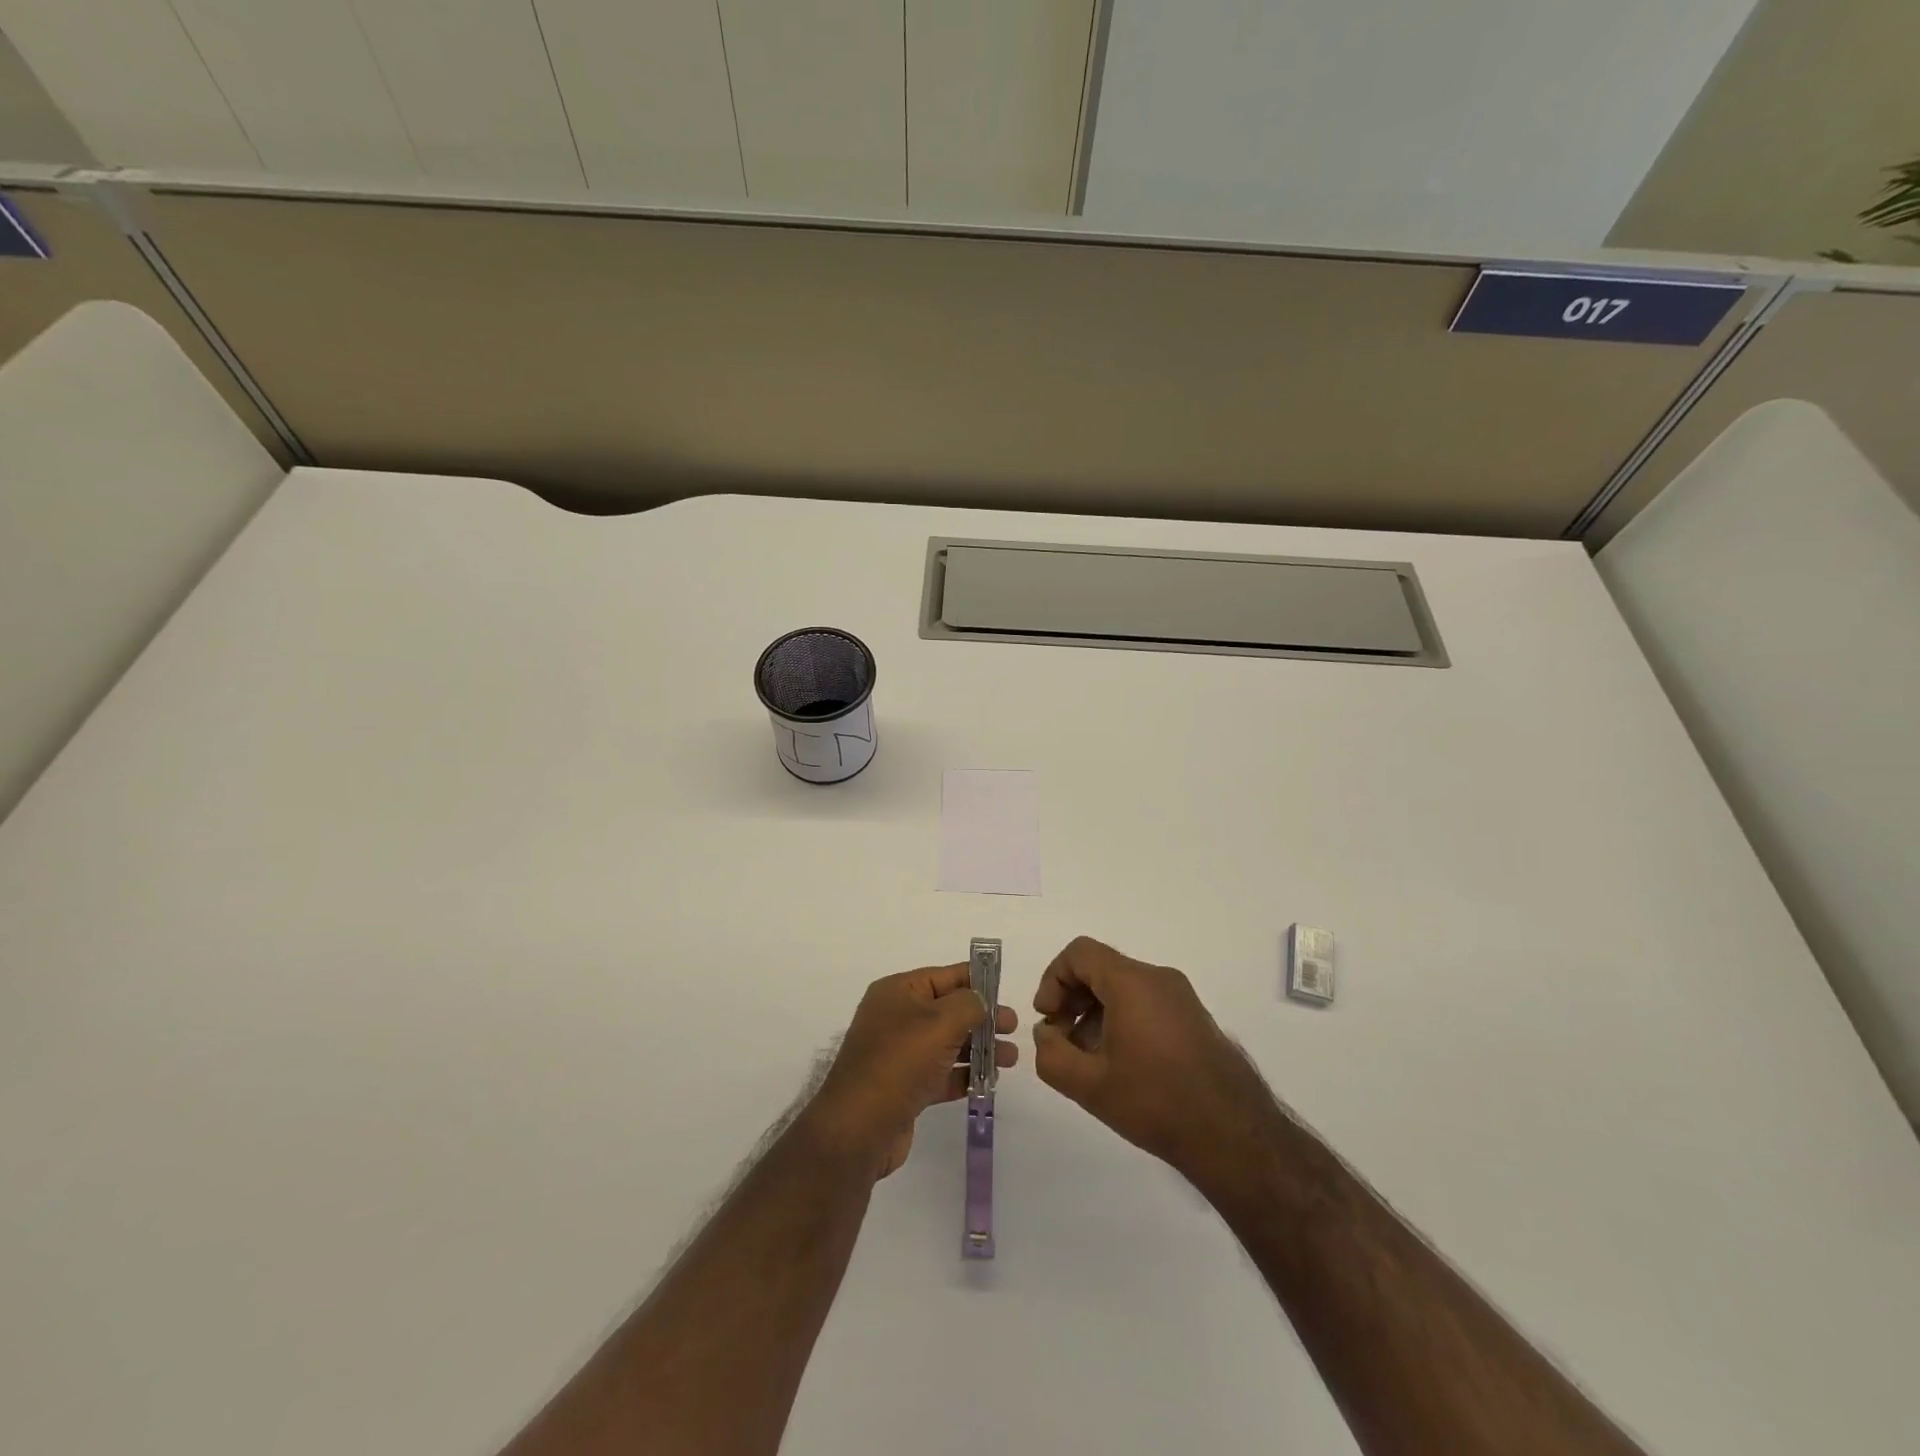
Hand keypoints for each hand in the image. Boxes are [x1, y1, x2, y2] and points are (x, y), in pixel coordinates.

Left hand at [809, 964, 1017, 1179]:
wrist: (859, 1127)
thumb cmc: (900, 1061)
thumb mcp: (940, 1021)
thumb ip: (969, 1004)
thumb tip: (982, 1001)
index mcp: (898, 992)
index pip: (945, 976)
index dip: (977, 980)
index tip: (1007, 991)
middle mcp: (896, 1017)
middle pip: (949, 1009)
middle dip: (983, 1017)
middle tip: (1014, 1028)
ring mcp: (899, 1053)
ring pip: (948, 1043)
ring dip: (979, 1047)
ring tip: (1010, 1058)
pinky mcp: (905, 1086)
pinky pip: (941, 1072)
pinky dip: (964, 1073)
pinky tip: (990, 1080)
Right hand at [1032, 937, 1277, 1180]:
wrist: (1234, 1135)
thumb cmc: (1156, 1102)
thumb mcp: (1089, 1086)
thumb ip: (1052, 1055)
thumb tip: (1046, 1034)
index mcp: (1133, 982)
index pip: (1080, 953)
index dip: (1053, 979)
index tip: (1048, 1018)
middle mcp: (1159, 978)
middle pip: (1101, 968)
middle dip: (1072, 999)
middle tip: (1061, 1041)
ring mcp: (1181, 997)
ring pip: (1123, 987)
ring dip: (1095, 1013)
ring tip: (1088, 1060)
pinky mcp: (1194, 1018)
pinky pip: (1146, 1002)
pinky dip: (1122, 1019)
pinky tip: (1120, 1065)